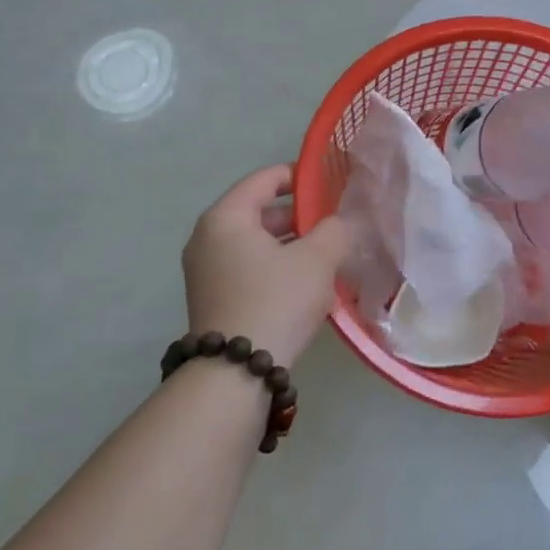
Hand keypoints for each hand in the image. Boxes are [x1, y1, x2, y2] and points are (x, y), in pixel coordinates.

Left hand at [183, 166, 355, 366]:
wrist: (236, 373)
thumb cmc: (276, 300)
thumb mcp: (317, 259)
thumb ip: (336, 229)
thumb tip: (343, 221)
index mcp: (226, 217)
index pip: (265, 179)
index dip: (300, 176)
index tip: (331, 183)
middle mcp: (208, 238)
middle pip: (260, 211)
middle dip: (300, 215)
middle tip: (336, 223)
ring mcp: (206, 270)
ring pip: (257, 243)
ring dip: (292, 244)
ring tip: (329, 254)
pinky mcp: (213, 298)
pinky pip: (250, 267)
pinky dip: (277, 266)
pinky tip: (308, 283)